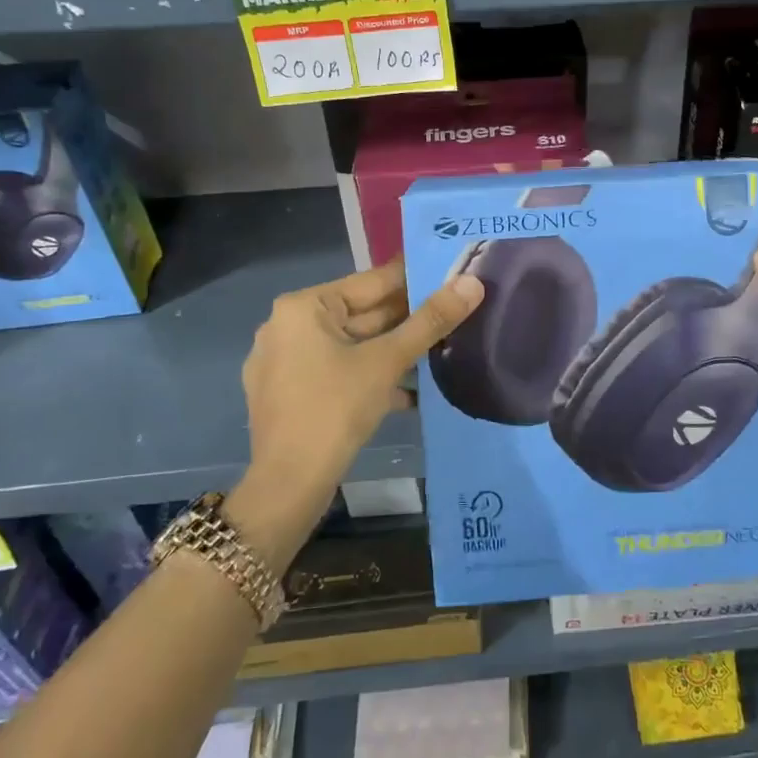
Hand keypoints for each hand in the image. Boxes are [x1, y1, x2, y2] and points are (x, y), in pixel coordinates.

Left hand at [230, 259, 482, 561]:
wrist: (289, 485)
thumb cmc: (335, 410)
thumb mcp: (388, 362)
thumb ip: (431, 321)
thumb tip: (472, 283)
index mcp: (303, 307)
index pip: (371, 282)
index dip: (415, 278)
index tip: (452, 272)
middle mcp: (287, 326)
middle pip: (361, 314)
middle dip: (408, 320)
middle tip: (456, 313)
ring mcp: (285, 362)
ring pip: (353, 346)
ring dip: (394, 352)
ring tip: (441, 351)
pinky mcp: (290, 393)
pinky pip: (338, 371)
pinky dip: (371, 376)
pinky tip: (410, 392)